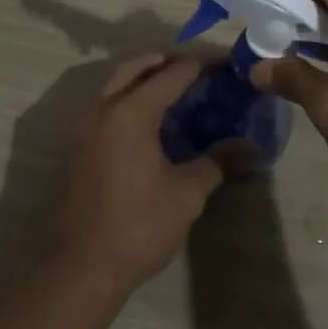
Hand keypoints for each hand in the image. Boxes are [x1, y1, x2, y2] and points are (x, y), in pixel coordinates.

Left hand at [57, 54, 250, 298]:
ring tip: (176, 89)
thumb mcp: (187, 194)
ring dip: (144, 78)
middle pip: (136, 67)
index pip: (173, 73)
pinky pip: (106, 106)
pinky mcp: (76, 147)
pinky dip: (129, 99)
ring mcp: (83, 127)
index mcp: (131, 112)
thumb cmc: (138, 226)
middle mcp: (102, 109)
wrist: (80, 266)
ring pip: (115, 84)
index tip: (228, 63)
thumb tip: (251, 147)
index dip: (203, 64)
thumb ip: (218, 162)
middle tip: (199, 68)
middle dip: (167, 61)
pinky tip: (150, 121)